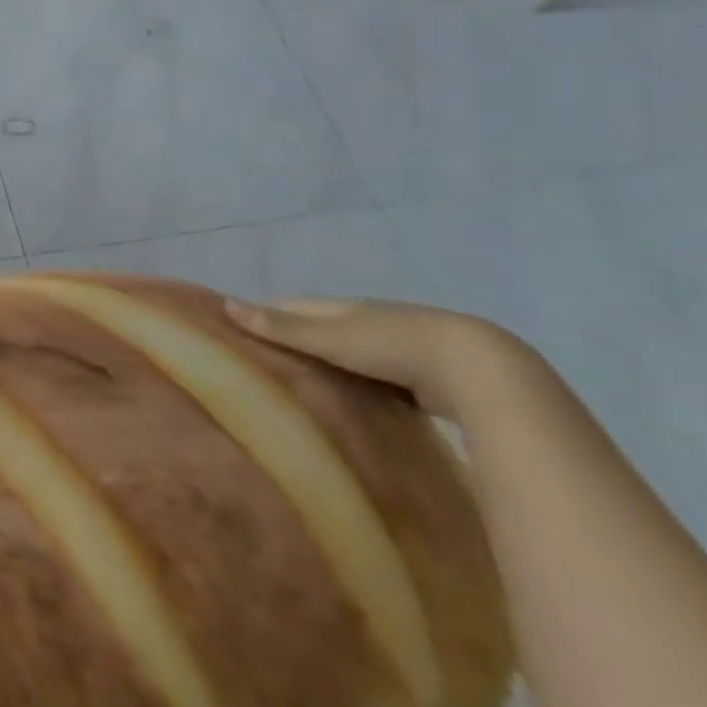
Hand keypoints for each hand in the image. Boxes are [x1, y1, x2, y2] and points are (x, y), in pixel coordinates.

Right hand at [223, 295, 526, 418]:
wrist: (482, 371)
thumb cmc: (395, 347)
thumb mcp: (331, 338)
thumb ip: (281, 327)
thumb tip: (225, 304)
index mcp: (344, 306)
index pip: (294, 306)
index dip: (267, 314)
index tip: (240, 331)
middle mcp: (370, 320)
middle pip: (323, 326)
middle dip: (297, 339)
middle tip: (266, 365)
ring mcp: (400, 346)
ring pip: (353, 352)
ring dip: (331, 363)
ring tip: (304, 386)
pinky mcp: (426, 375)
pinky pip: (380, 376)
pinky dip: (361, 383)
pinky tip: (355, 402)